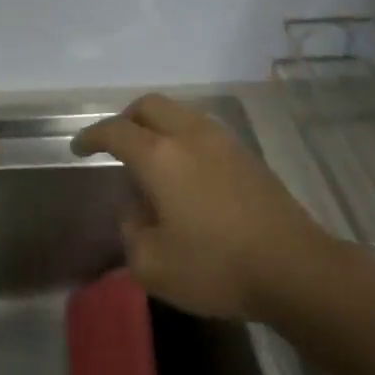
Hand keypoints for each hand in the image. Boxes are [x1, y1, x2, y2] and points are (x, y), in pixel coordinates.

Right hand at [72, 94, 327, 320]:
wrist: (295, 269)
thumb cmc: (215, 267)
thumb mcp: (150, 263)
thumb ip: (131, 228)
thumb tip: (137, 207)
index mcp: (160, 157)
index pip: (116, 131)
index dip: (91, 136)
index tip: (79, 149)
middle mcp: (191, 136)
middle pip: (150, 106)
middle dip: (125, 119)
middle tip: (113, 144)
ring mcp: (224, 142)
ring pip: (181, 114)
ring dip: (157, 127)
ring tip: (149, 162)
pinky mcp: (248, 157)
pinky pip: (203, 131)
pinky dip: (182, 139)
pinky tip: (184, 175)